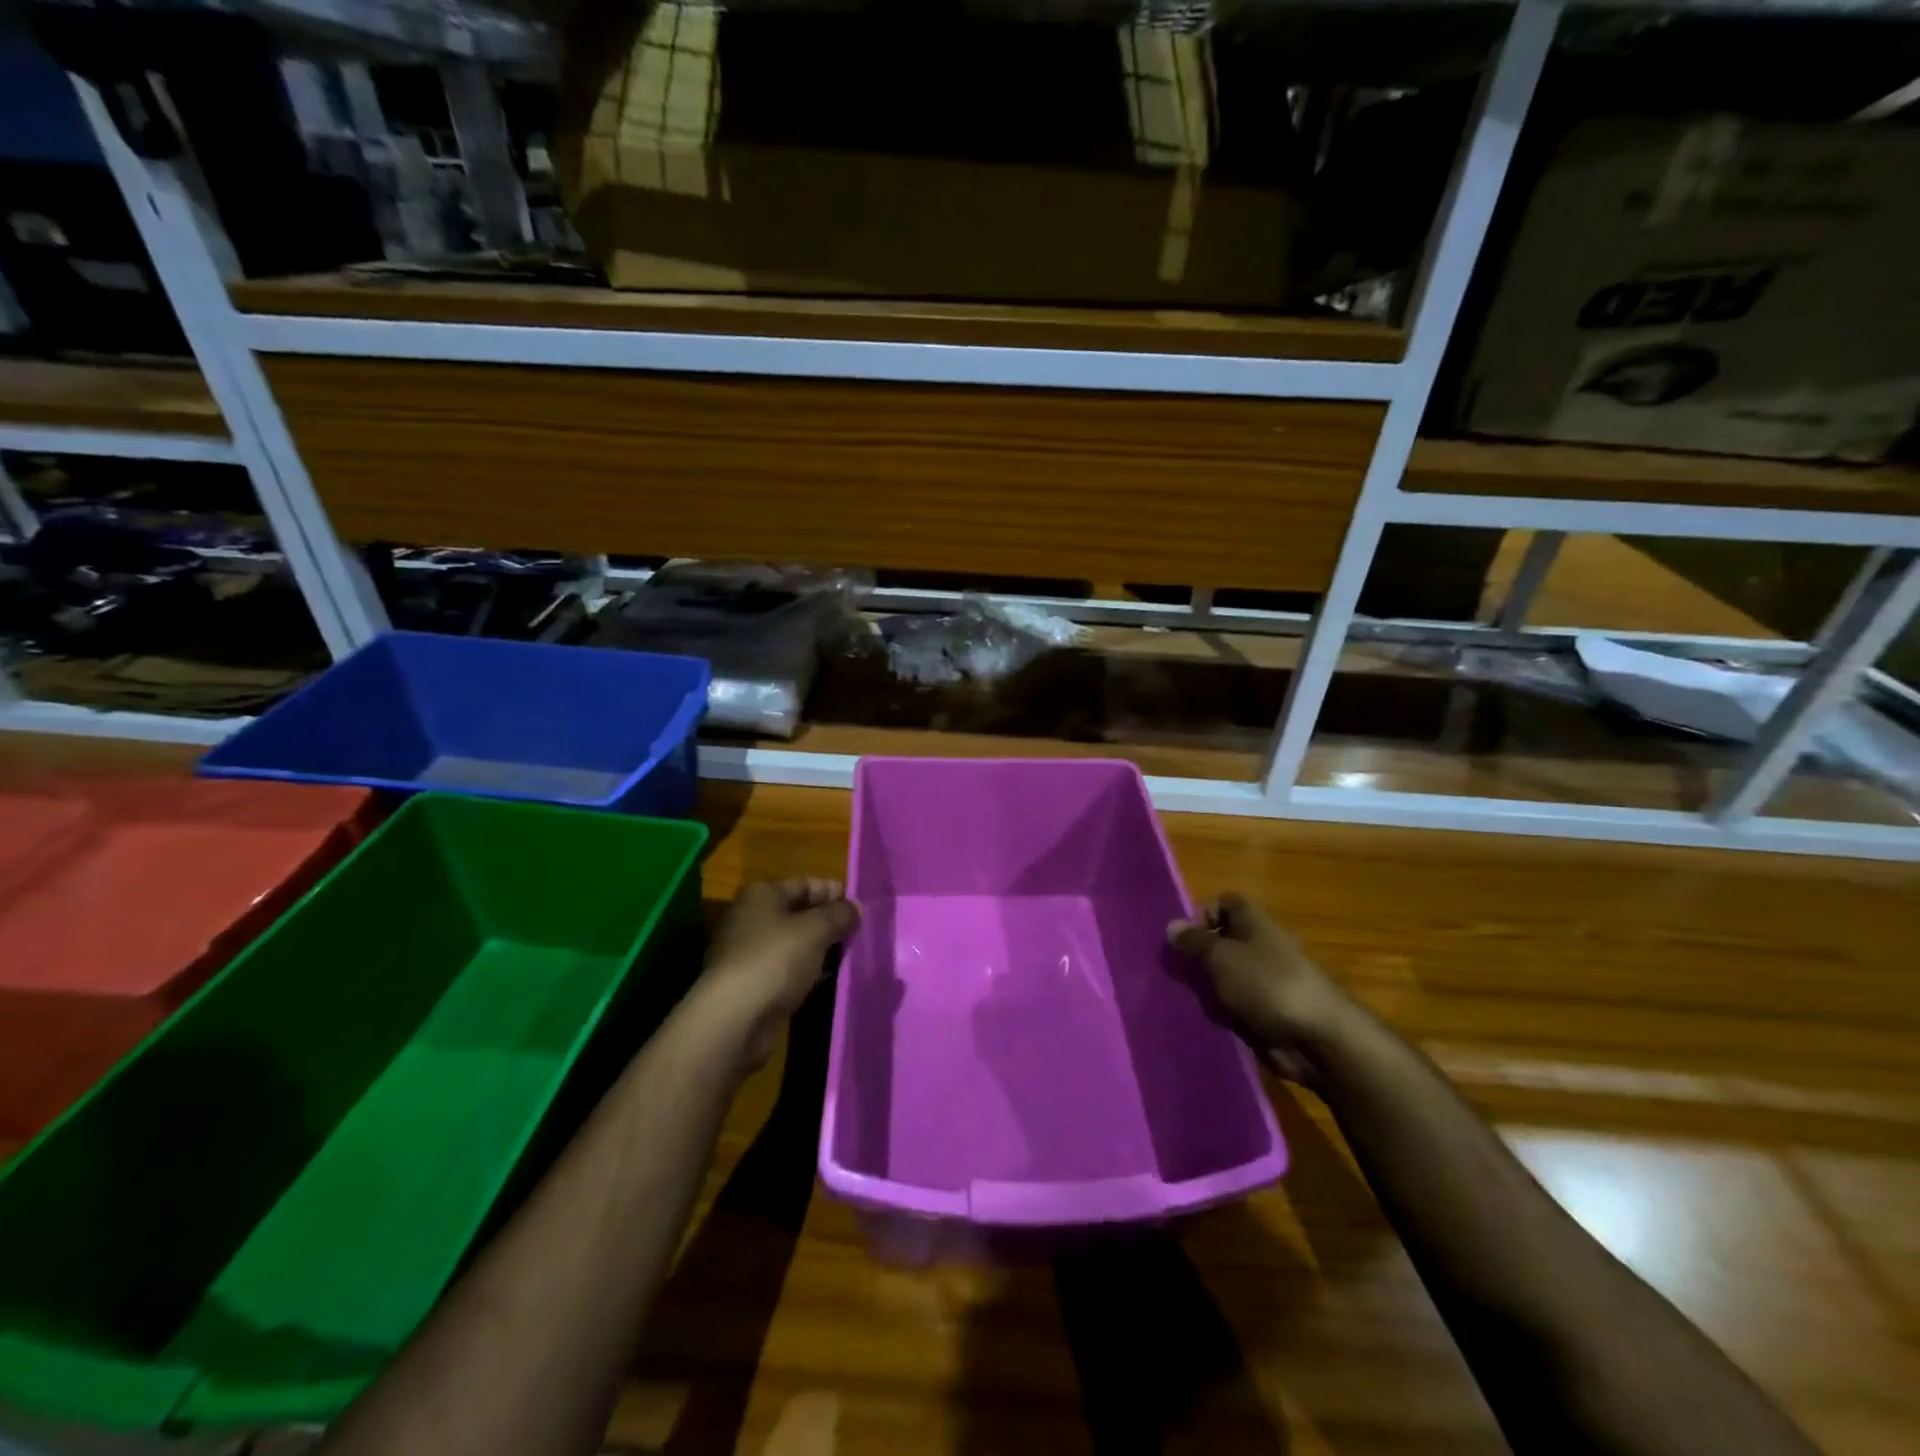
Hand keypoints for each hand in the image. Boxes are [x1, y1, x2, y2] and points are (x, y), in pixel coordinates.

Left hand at [699, 878, 859, 1064]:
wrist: (735, 1017)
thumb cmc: (775, 959)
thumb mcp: (816, 930)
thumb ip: (840, 914)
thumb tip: (856, 907)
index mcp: (761, 894)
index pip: (804, 884)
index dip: (833, 891)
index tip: (859, 906)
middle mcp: (750, 917)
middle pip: (797, 911)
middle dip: (827, 920)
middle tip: (858, 930)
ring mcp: (747, 951)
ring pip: (792, 942)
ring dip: (818, 947)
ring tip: (847, 954)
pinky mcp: (750, 982)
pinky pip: (785, 967)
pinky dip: (805, 969)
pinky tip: (825, 977)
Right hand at [1168, 892, 1354, 1080]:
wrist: (1319, 1038)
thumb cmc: (1267, 984)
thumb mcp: (1221, 957)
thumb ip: (1193, 942)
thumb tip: (1171, 925)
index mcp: (1254, 922)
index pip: (1224, 903)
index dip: (1202, 914)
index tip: (1184, 939)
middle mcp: (1261, 946)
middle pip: (1222, 941)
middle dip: (1198, 956)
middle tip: (1178, 973)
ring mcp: (1266, 980)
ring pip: (1225, 976)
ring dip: (1207, 987)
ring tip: (1187, 999)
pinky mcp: (1267, 1012)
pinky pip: (1235, 1004)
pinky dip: (1222, 1012)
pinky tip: (1206, 1021)